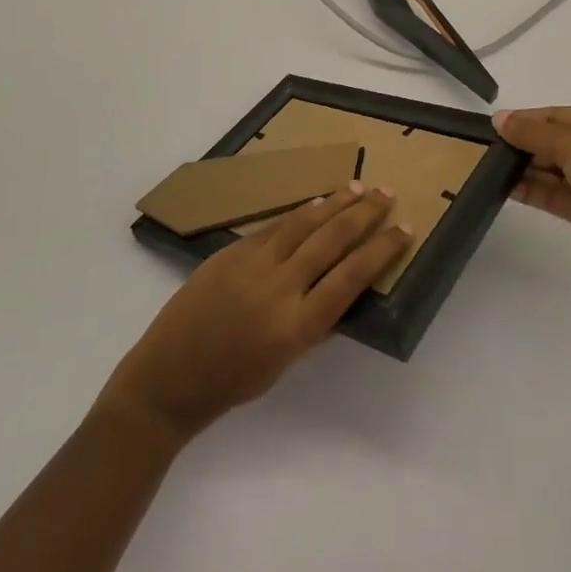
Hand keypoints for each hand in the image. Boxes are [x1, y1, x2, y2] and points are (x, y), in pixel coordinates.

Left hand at [100, 184, 412, 442]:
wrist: (166, 379)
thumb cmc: (230, 383)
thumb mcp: (284, 364)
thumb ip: (314, 324)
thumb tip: (341, 289)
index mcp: (297, 327)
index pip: (352, 277)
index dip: (382, 250)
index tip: (404, 230)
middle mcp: (279, 289)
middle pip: (331, 240)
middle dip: (364, 215)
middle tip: (386, 194)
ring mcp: (252, 265)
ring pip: (303, 223)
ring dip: (334, 203)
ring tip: (358, 187)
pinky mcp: (231, 252)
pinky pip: (274, 226)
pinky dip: (299, 213)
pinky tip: (316, 202)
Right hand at [494, 106, 570, 267]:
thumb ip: (533, 133)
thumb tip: (499, 119)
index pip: (555, 116)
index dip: (524, 120)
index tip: (493, 127)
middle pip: (551, 142)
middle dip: (521, 146)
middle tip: (484, 151)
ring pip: (550, 170)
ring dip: (523, 170)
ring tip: (487, 170)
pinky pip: (553, 194)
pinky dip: (531, 191)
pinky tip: (504, 189)